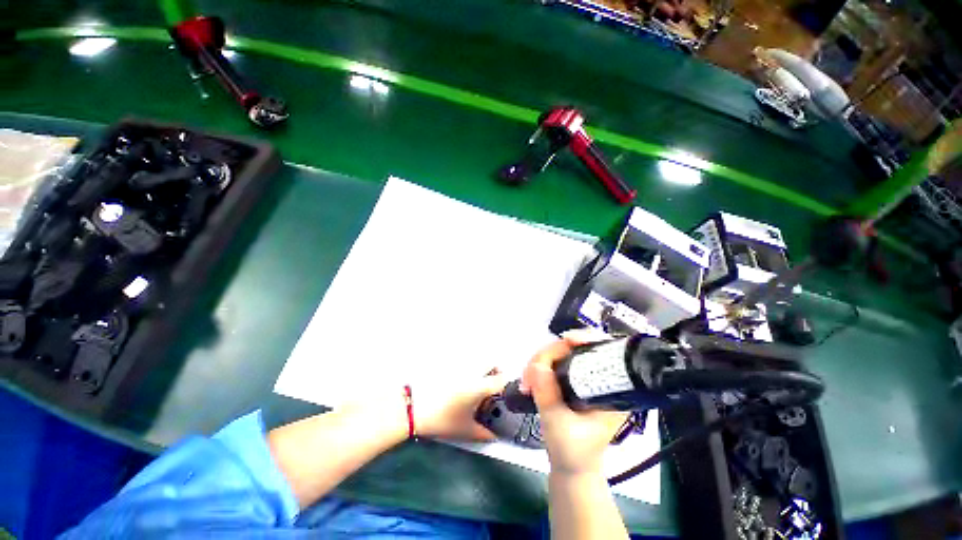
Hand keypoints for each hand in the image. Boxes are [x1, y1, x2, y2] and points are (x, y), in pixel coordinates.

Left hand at [412, 369, 506, 440]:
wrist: (415, 407)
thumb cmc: (442, 419)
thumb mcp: (465, 430)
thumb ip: (484, 434)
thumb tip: (495, 436)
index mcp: (479, 386)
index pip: (501, 380)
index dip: (507, 386)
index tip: (505, 393)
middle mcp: (473, 372)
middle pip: (492, 363)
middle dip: (496, 372)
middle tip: (492, 386)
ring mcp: (461, 366)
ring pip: (479, 361)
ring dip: (483, 369)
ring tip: (477, 385)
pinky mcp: (450, 364)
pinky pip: (466, 362)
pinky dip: (469, 369)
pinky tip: (462, 382)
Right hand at [520, 331, 628, 475]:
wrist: (570, 468)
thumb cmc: (573, 453)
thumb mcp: (559, 426)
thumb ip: (548, 396)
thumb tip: (537, 366)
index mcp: (610, 390)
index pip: (602, 351)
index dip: (585, 339)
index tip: (565, 340)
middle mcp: (599, 378)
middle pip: (575, 347)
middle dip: (549, 354)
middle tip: (529, 373)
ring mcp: (582, 378)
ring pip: (560, 353)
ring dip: (539, 361)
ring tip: (526, 382)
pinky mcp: (570, 380)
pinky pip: (553, 363)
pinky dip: (539, 367)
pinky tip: (529, 380)